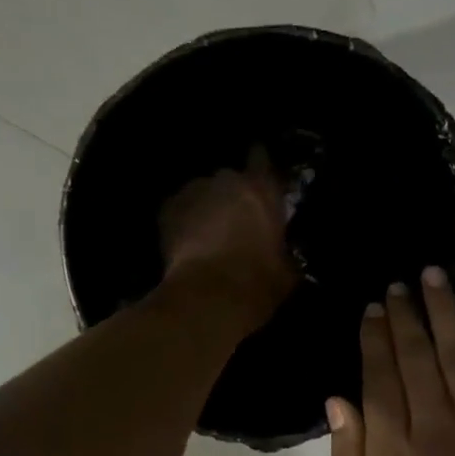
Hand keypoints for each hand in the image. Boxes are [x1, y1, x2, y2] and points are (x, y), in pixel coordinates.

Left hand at [159, 147, 297, 326]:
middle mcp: (227, 180)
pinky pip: (179, 210)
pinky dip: (183, 221)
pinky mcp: (167, 210)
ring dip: (206, 208)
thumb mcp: (287, 271)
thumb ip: (284, 251)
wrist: (208, 297)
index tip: (258, 174)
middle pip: (229, 179)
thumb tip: (283, 257)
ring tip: (207, 234)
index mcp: (262, 190)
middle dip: (231, 195)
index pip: (261, 158)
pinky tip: (186, 243)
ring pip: (201, 193)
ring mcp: (193, 192)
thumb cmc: (258, 283)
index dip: (259, 165)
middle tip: (235, 219)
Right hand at [327, 268, 454, 455]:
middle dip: (408, 314)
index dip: (375, 337)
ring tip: (437, 279)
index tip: (373, 307)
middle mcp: (436, 429)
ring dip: (448, 313)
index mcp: (393, 453)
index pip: (381, 376)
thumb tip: (338, 400)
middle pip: (419, 356)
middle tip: (401, 282)